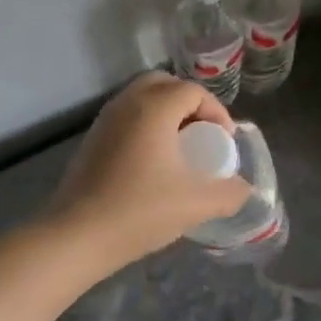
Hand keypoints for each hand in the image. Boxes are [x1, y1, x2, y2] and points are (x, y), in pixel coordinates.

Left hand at [47, 72, 253, 269]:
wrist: (76, 236)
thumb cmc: (139, 211)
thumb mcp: (195, 204)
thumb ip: (229, 194)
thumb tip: (245, 189)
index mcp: (154, 108)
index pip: (193, 91)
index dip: (216, 111)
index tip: (224, 142)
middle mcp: (127, 103)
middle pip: (165, 84)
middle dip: (189, 103)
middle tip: (202, 134)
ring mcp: (105, 120)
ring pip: (142, 98)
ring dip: (166, 113)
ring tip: (179, 148)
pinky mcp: (92, 139)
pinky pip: (127, 117)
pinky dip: (146, 125)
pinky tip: (152, 162)